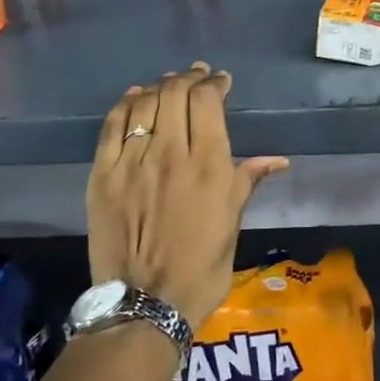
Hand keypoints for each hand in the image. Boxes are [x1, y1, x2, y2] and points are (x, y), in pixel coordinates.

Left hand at [86, 63, 288, 328]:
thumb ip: (247, 182)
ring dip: (159, 87)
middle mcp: (169, 153)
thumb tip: (277, 160)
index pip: (207, 102)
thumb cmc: (201, 267)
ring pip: (143, 104)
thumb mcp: (233, 223)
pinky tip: (134, 97)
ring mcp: (131, 163)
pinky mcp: (102, 176)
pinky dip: (125, 105)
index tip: (221, 82)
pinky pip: (111, 127)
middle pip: (174, 94)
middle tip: (196, 77)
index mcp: (208, 165)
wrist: (146, 303)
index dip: (214, 84)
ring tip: (169, 85)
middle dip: (188, 78)